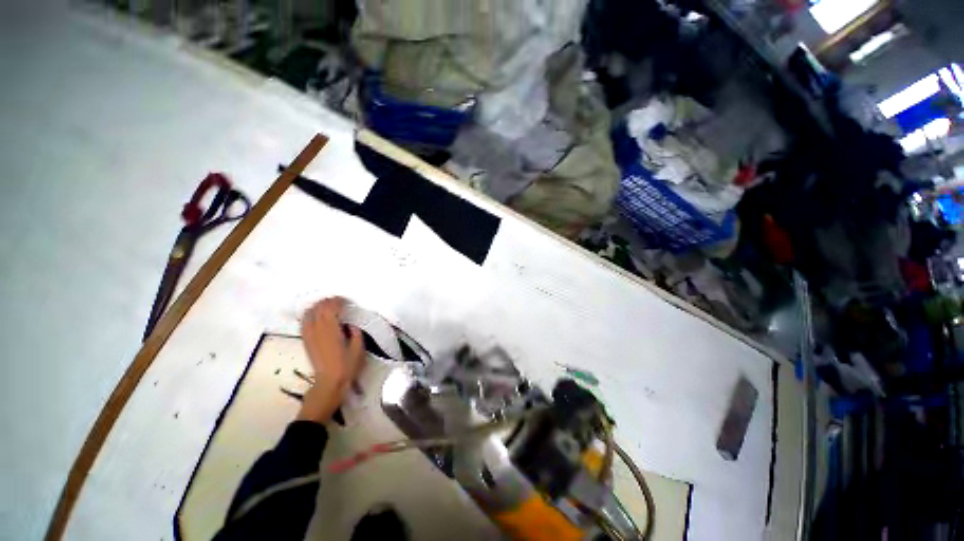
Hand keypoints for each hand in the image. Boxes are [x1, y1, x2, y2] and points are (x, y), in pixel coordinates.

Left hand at [297, 297, 365, 423]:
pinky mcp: (306, 341)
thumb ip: (355, 333)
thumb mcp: (358, 348)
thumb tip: (351, 324)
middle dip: (328, 301)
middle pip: (318, 309)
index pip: (330, 309)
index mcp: (331, 331)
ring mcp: (309, 335)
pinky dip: (309, 314)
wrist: (329, 382)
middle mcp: (317, 331)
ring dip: (317, 306)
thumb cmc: (347, 366)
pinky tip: (315, 314)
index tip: (346, 301)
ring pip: (309, 314)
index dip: (338, 302)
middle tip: (338, 301)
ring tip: (327, 304)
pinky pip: (304, 322)